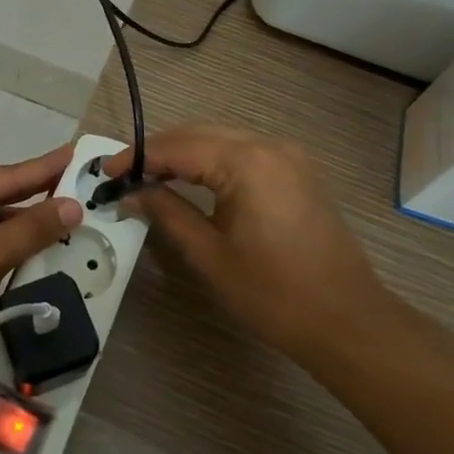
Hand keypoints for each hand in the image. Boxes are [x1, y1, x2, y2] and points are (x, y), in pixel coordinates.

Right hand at [107, 124, 391, 363]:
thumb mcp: (209, 254)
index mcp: (246, 162)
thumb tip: (131, 192)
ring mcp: (288, 154)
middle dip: (158, 150)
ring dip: (184, 153)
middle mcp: (269, 145)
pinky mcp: (298, 169)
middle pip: (199, 133)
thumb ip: (166, 212)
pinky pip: (244, 151)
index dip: (137, 157)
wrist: (347, 320)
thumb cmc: (273, 293)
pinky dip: (212, 159)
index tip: (106, 171)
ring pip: (221, 138)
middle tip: (123, 174)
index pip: (178, 147)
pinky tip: (192, 178)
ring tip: (150, 176)